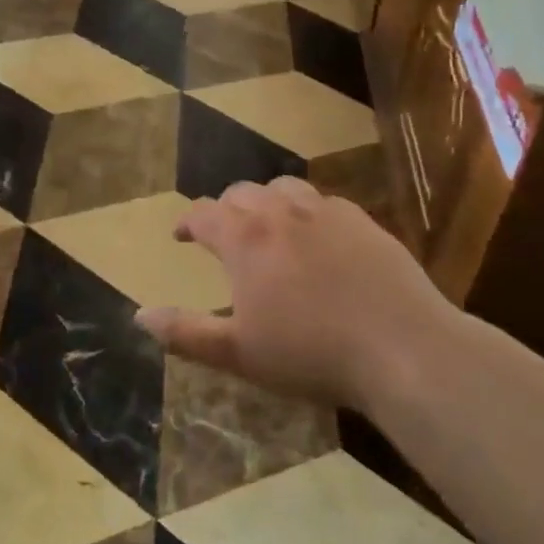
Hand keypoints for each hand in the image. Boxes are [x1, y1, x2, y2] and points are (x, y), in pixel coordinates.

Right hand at [136, 179, 459, 408]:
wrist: (404, 350)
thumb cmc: (311, 354)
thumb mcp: (238, 353)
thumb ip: (185, 333)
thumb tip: (139, 316)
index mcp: (245, 239)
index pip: (204, 214)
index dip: (187, 222)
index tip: (180, 235)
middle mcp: (280, 213)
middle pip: (241, 193)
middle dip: (224, 209)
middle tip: (222, 234)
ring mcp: (326, 212)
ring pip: (283, 189)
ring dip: (265, 202)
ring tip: (267, 226)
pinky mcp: (363, 222)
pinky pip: (324, 202)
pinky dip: (307, 211)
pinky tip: (317, 236)